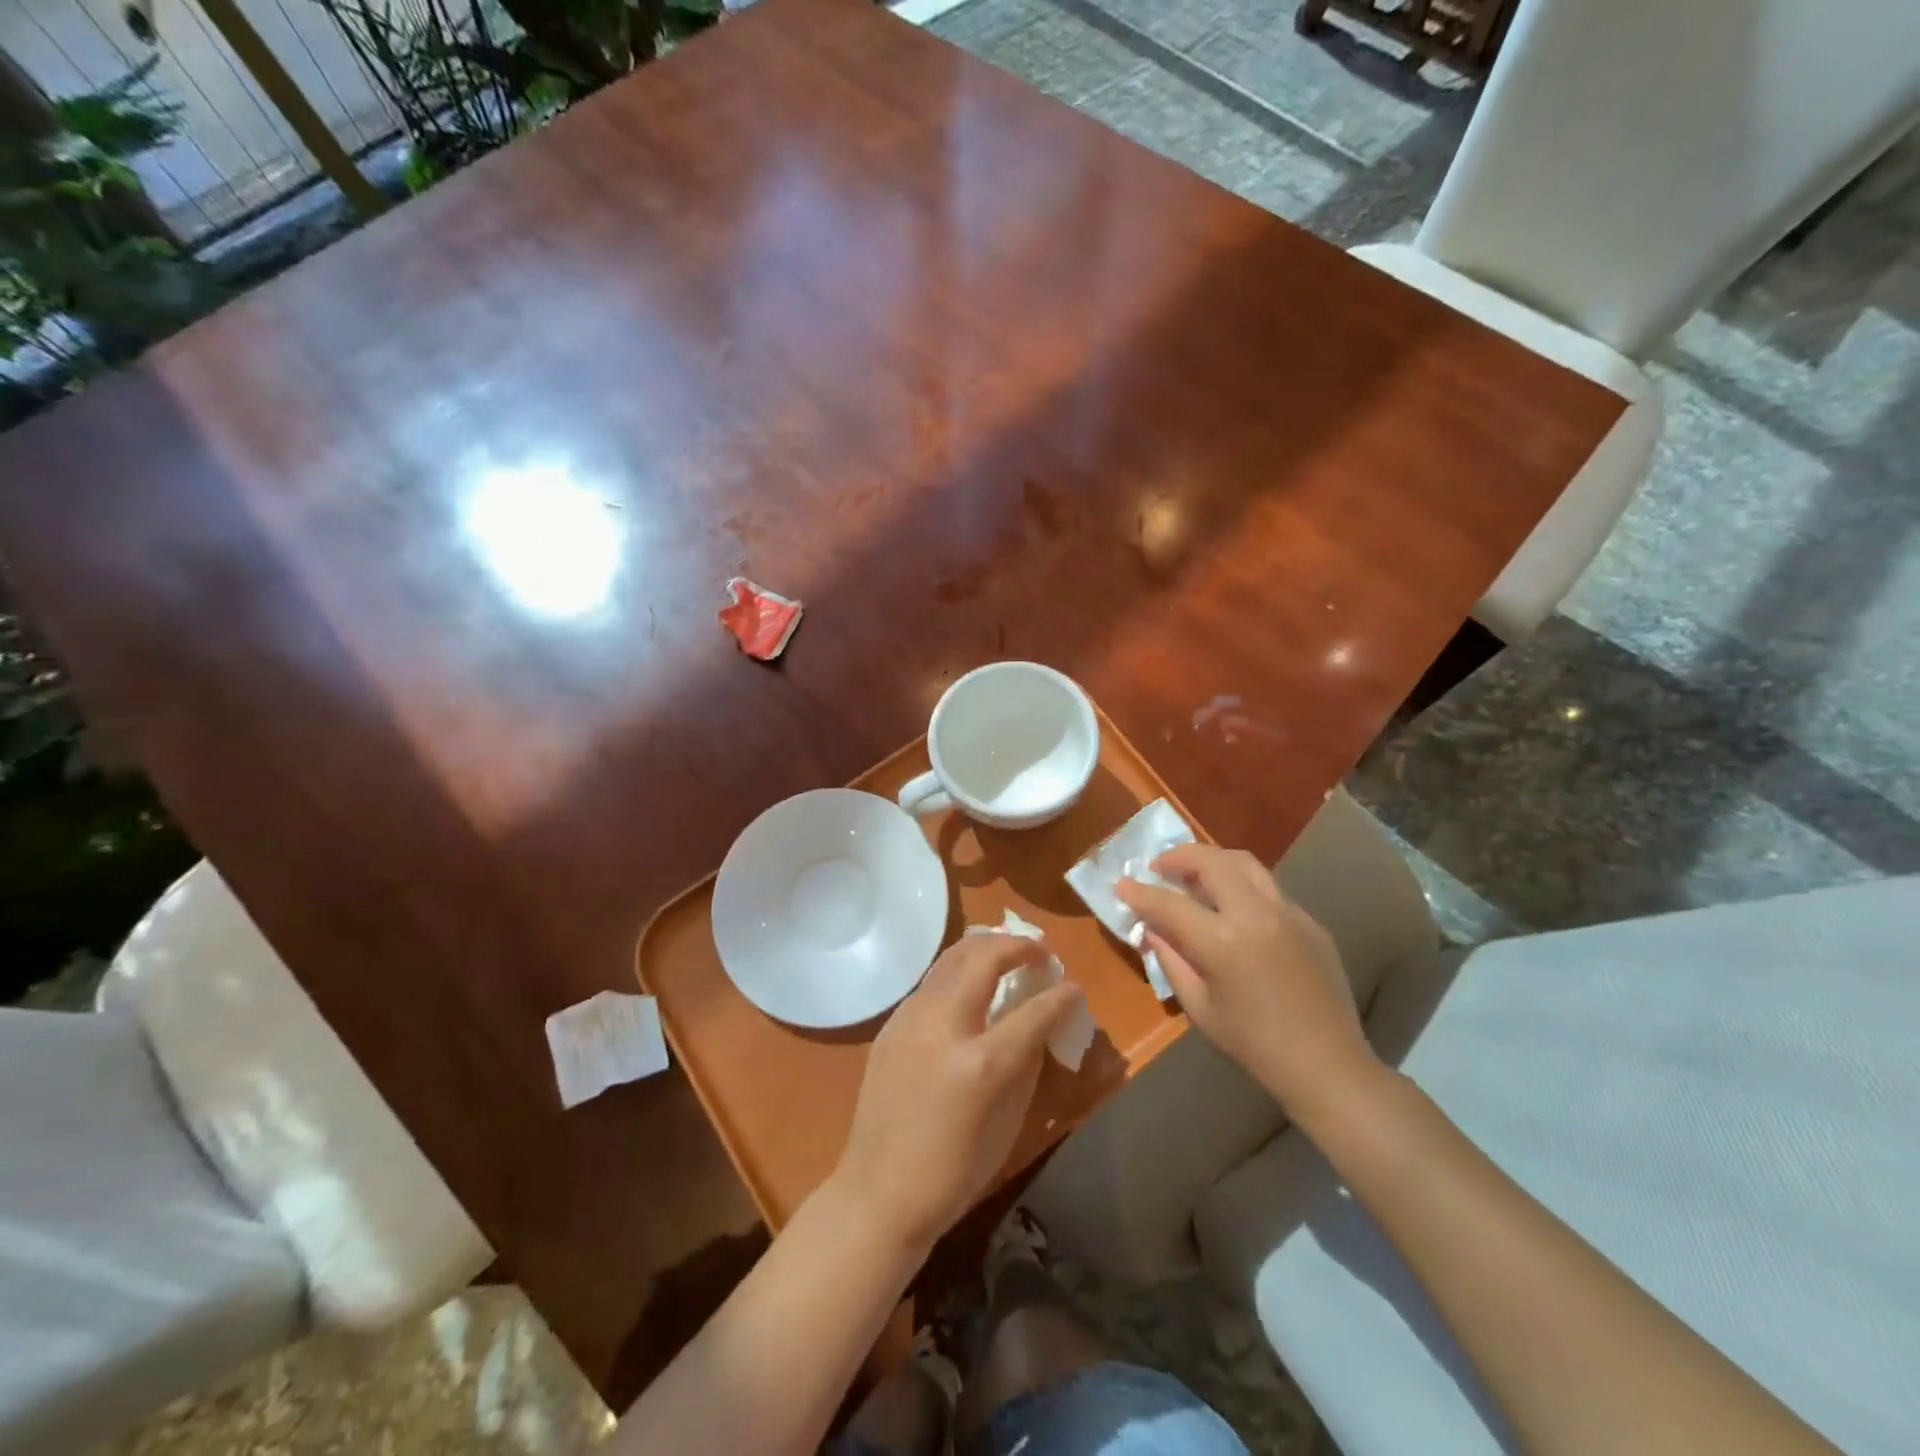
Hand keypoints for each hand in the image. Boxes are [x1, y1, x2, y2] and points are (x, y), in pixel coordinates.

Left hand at [831, 934, 1083, 1254]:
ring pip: (952, 957)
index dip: (1061, 996)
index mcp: (980, 1063)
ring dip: (986, 948)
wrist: (878, 1193)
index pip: (1033, 1011)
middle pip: (984, 957)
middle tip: (1040, 954)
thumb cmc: (954, 1171)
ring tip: (1008, 955)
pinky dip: (959, 971)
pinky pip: (932, 981)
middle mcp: (943, 1026)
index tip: (1074, 988)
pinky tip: (971, 985)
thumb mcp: (1008, 1122)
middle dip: (1019, 946)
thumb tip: (1042, 1022)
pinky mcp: (891, 1023)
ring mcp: (910, 1018)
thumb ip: (1027, 1061)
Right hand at [1118, 844, 1377, 1122]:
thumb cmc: (1255, 1045)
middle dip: (1178, 857)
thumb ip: (1172, 960)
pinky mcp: (1310, 921)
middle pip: (1211, 861)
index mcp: (1223, 941)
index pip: (1169, 903)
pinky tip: (1235, 910)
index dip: (1140, 892)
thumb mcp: (1200, 1008)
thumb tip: (1152, 930)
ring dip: (1213, 861)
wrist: (1328, 1066)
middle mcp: (1256, 914)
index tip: (1121, 883)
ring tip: (1195, 875)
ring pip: (1245, 863)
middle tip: (1159, 867)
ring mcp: (1289, 912)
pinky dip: (1243, 887)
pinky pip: (1269, 890)